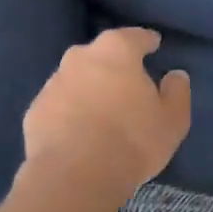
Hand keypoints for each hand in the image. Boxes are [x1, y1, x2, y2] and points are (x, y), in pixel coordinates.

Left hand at [22, 28, 191, 192]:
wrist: (74, 175)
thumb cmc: (131, 140)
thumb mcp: (171, 120)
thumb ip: (176, 92)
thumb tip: (175, 76)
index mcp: (116, 50)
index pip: (135, 36)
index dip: (146, 41)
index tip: (154, 44)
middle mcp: (80, 57)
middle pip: (101, 54)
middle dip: (113, 64)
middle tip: (127, 82)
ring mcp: (53, 82)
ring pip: (76, 78)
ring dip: (89, 88)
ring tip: (101, 110)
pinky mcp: (35, 110)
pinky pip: (59, 104)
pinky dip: (69, 111)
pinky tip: (78, 131)